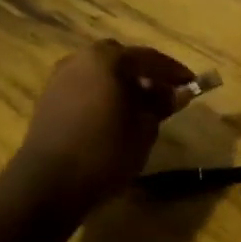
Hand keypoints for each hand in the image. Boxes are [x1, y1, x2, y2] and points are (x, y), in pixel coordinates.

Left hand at [12, 40, 197, 210]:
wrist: (49, 183)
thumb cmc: (105, 151)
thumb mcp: (145, 129)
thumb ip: (161, 104)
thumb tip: (178, 92)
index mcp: (107, 59)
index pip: (149, 58)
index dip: (174, 72)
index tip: (192, 84)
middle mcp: (80, 59)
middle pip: (121, 60)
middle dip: (145, 75)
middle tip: (165, 94)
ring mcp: (60, 78)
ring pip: (100, 74)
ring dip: (121, 85)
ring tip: (140, 109)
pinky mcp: (48, 99)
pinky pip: (84, 88)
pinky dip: (102, 96)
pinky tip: (113, 118)